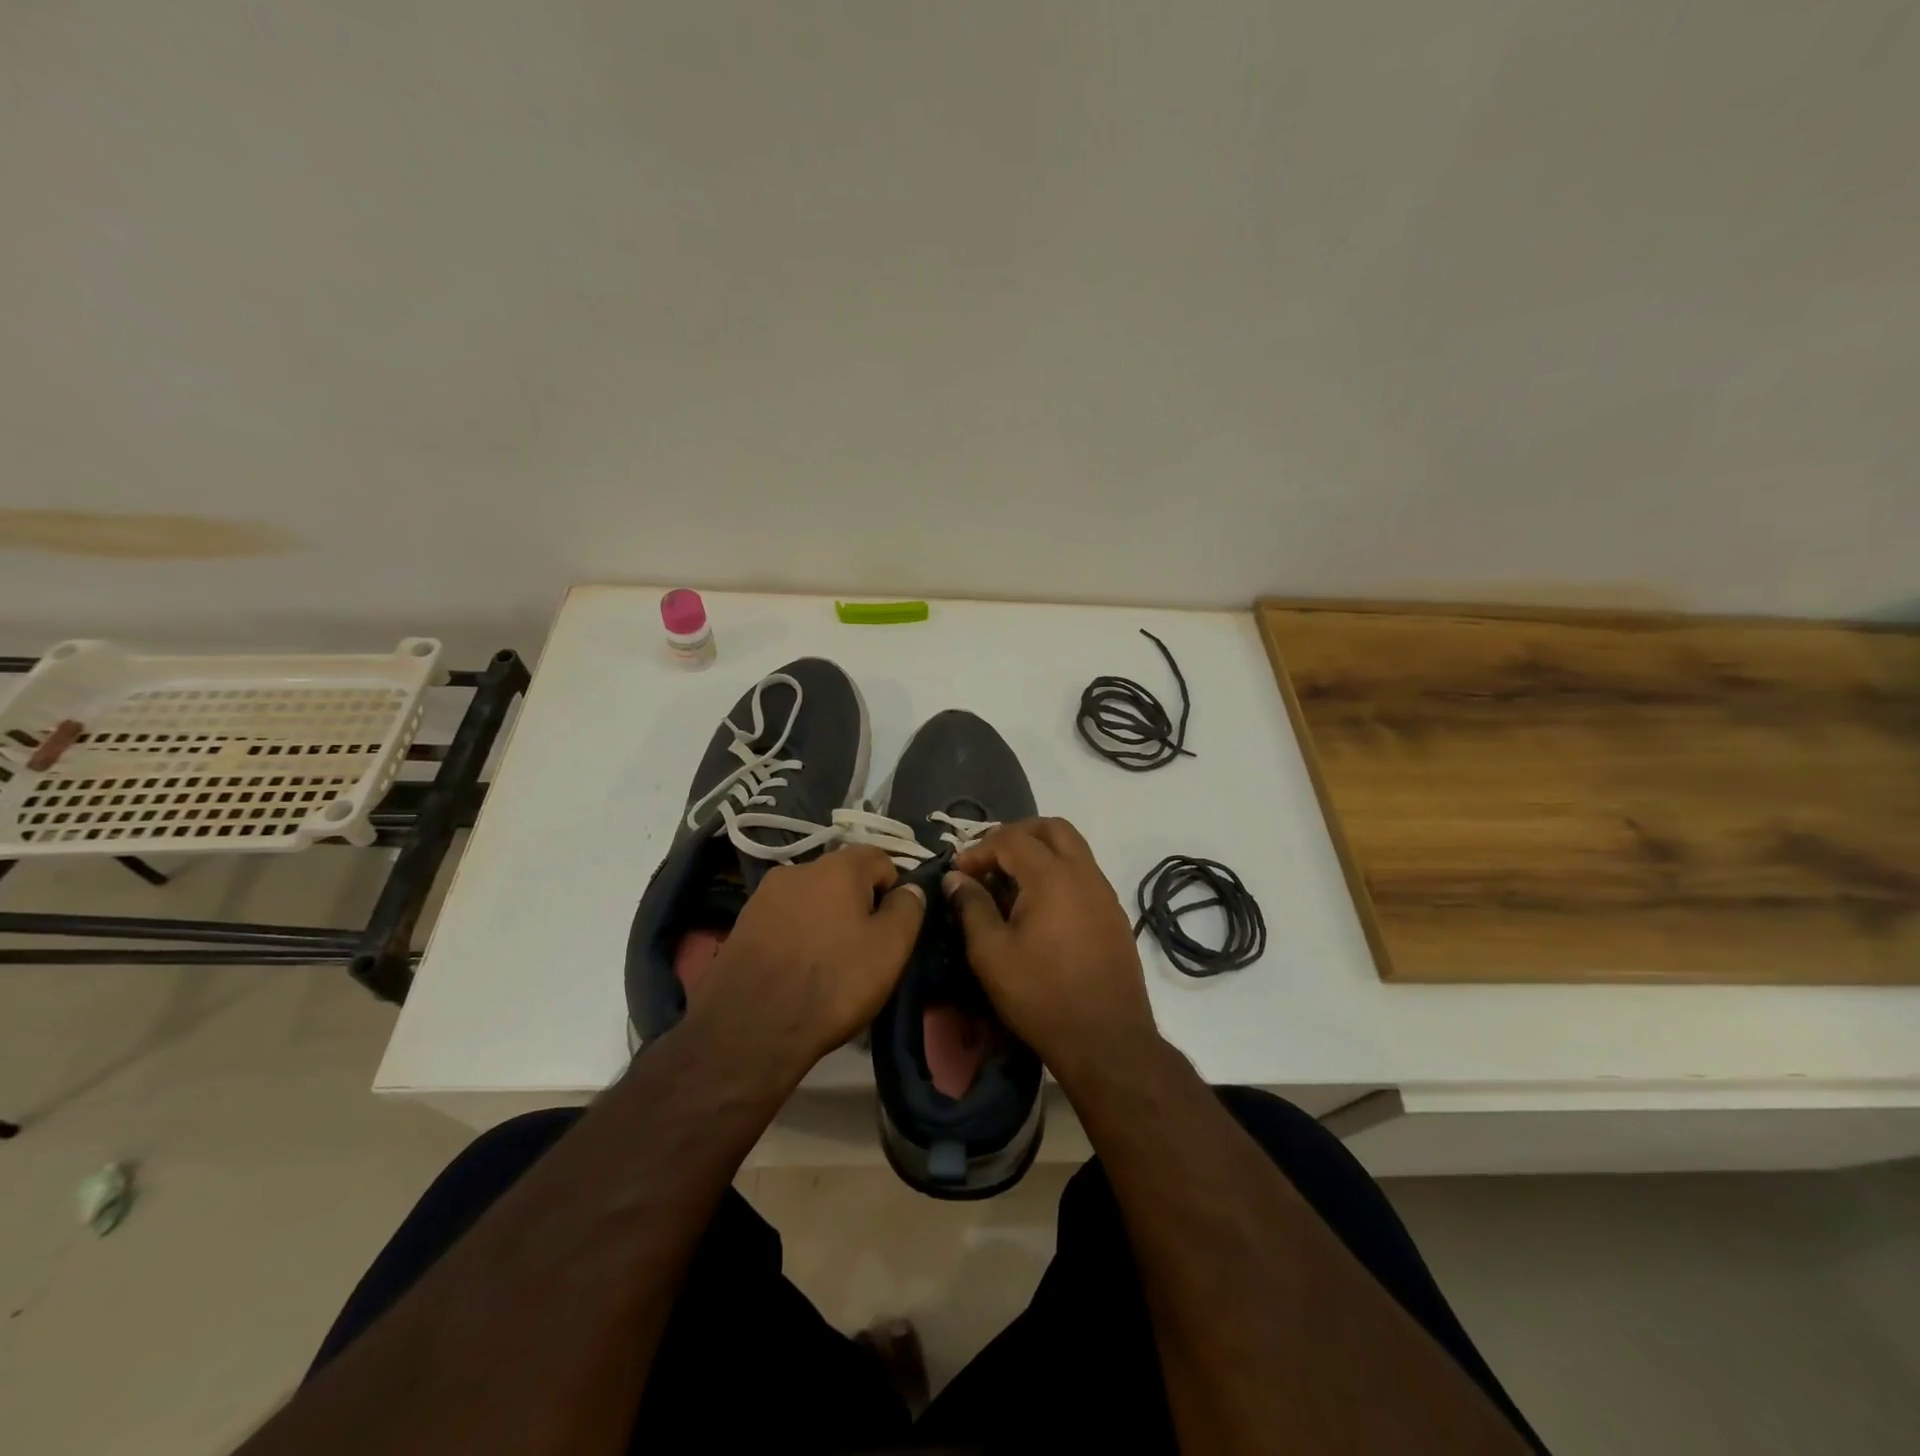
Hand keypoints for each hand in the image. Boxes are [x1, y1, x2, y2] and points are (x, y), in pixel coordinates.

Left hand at [690, 845, 924, 1078]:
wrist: (749, 1028)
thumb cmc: (833, 982)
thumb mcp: (890, 948)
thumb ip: (908, 909)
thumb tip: (910, 889)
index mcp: (838, 866)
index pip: (880, 859)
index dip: (894, 890)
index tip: (893, 928)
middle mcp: (798, 868)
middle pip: (843, 878)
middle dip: (858, 905)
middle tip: (864, 950)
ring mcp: (764, 896)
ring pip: (811, 900)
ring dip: (825, 921)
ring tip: (829, 964)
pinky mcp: (742, 924)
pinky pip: (784, 921)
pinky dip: (797, 937)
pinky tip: (798, 972)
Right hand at [943, 817, 1159, 1085]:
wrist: (1107, 1041)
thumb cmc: (1041, 996)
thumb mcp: (991, 954)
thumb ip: (971, 907)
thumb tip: (956, 878)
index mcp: (1052, 876)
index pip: (1011, 839)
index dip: (979, 849)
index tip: (958, 873)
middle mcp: (1084, 873)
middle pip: (1051, 828)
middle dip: (1016, 835)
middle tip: (989, 860)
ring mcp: (1105, 893)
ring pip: (1072, 848)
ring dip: (1040, 852)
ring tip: (1010, 884)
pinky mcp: (1114, 915)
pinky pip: (1084, 874)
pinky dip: (1058, 873)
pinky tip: (1039, 909)